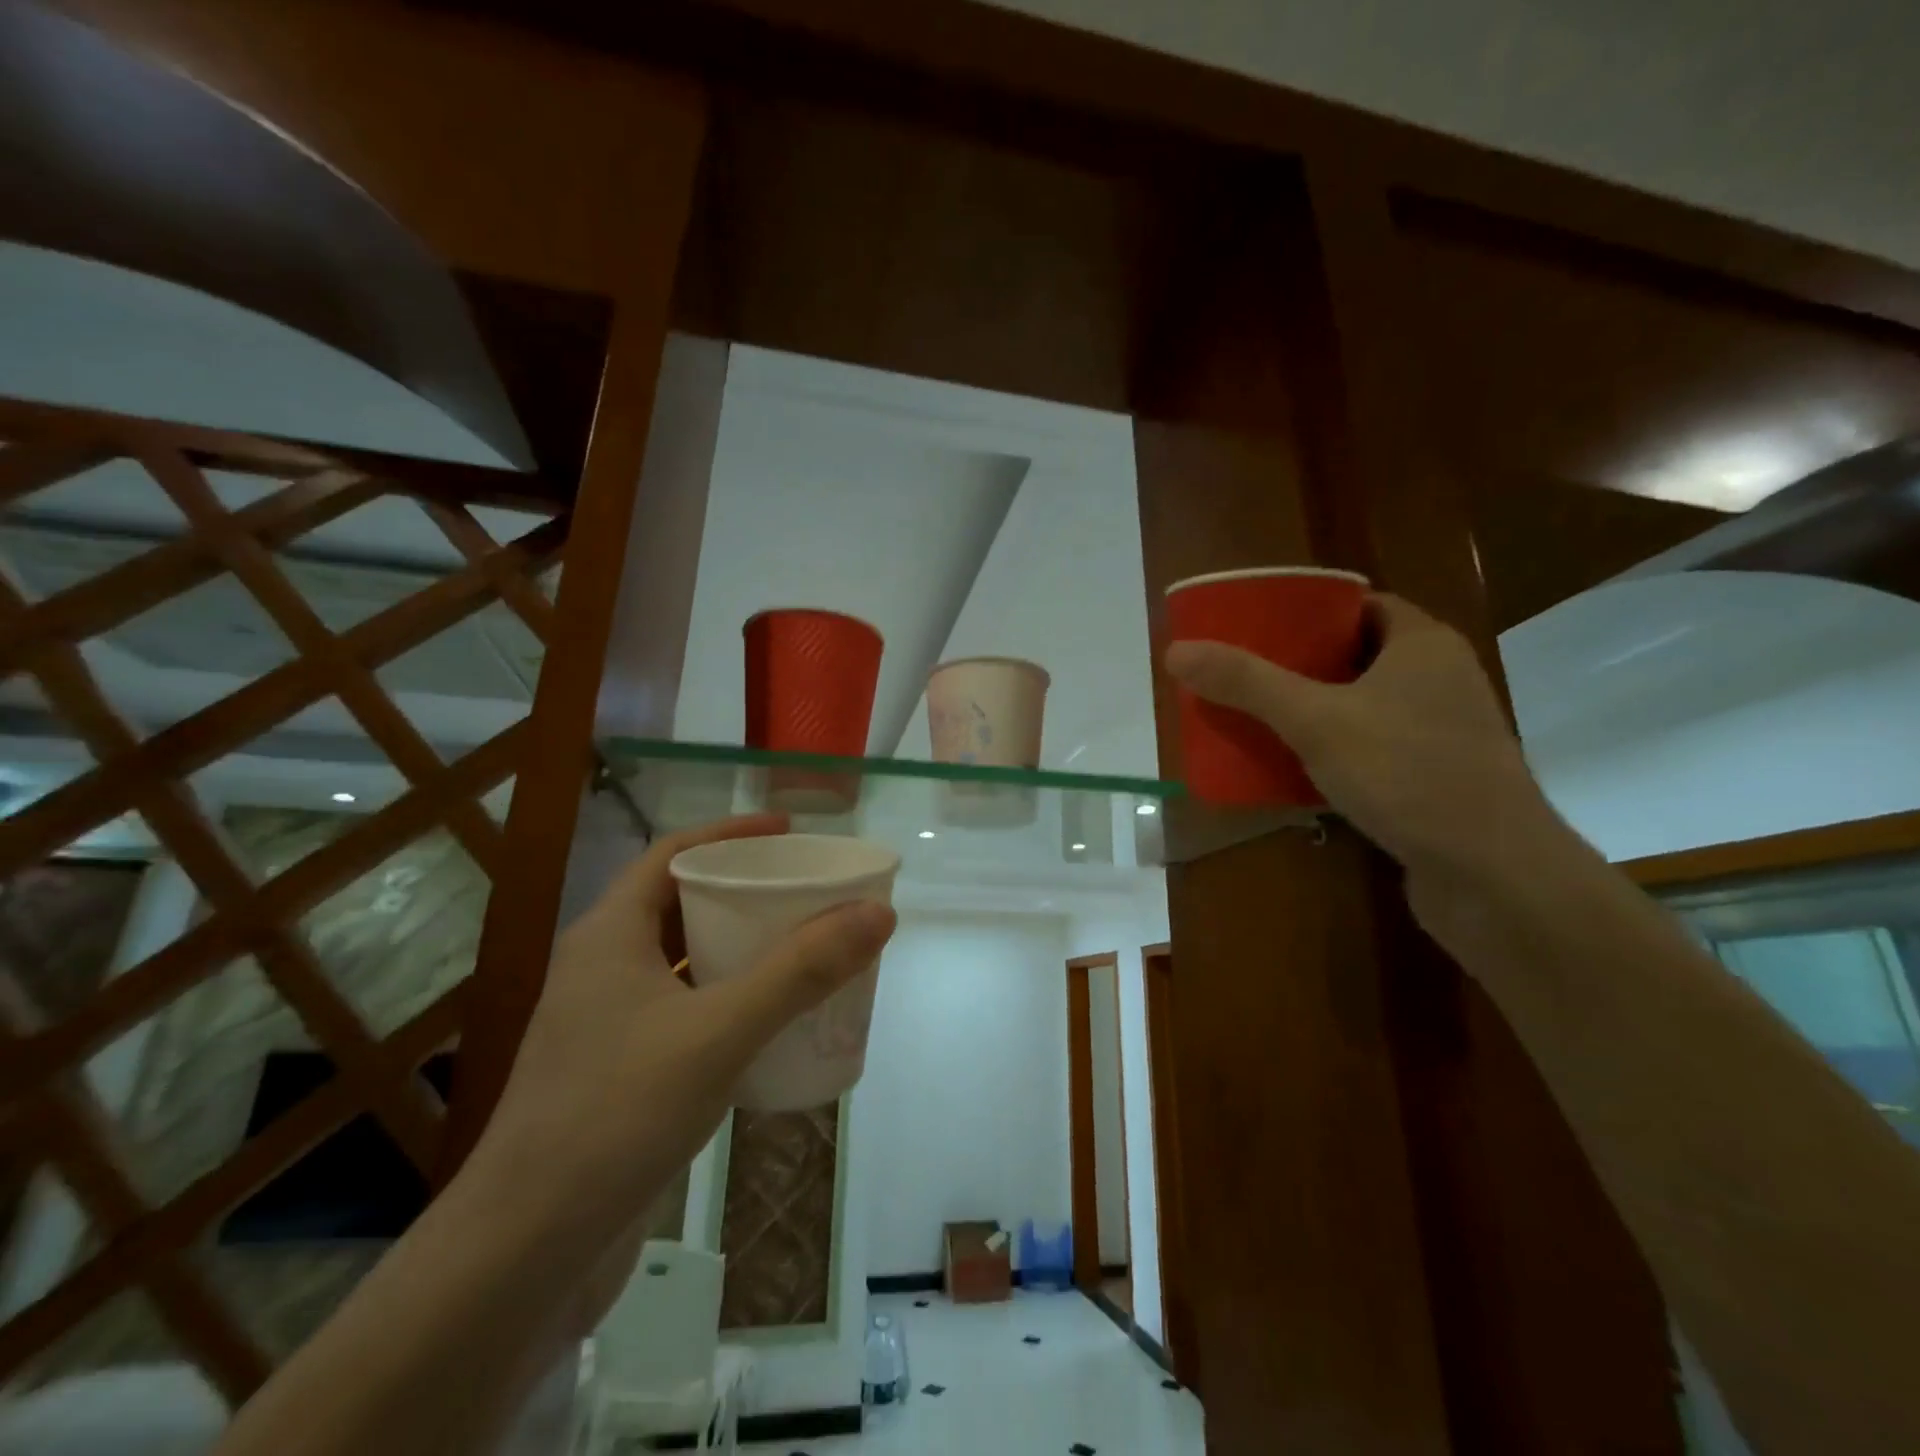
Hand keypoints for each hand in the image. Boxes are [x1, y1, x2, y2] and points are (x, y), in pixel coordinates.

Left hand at [470, 813, 896, 1326]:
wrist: (521, 1257)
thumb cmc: (615, 1116)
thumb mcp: (720, 1031)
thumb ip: (801, 970)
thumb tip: (878, 912)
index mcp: (609, 934)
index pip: (673, 852)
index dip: (732, 834)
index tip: (790, 834)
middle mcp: (603, 966)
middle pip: (682, 902)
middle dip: (745, 890)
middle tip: (808, 891)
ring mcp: (607, 1022)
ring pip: (685, 959)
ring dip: (740, 946)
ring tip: (802, 946)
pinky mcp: (620, 1071)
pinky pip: (685, 1008)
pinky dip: (729, 998)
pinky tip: (770, 1020)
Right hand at [1164, 594, 1559, 878]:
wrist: (1492, 874)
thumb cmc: (1408, 773)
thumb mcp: (1315, 720)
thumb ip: (1246, 684)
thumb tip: (1176, 651)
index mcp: (1422, 645)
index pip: (1360, 605)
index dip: (1308, 610)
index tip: (1257, 625)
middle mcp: (1439, 680)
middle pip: (1356, 656)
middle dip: (1298, 664)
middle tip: (1243, 673)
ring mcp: (1441, 733)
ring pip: (1363, 706)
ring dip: (1313, 711)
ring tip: (1256, 718)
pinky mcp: (1434, 779)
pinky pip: (1371, 749)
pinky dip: (1332, 752)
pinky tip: (1291, 771)